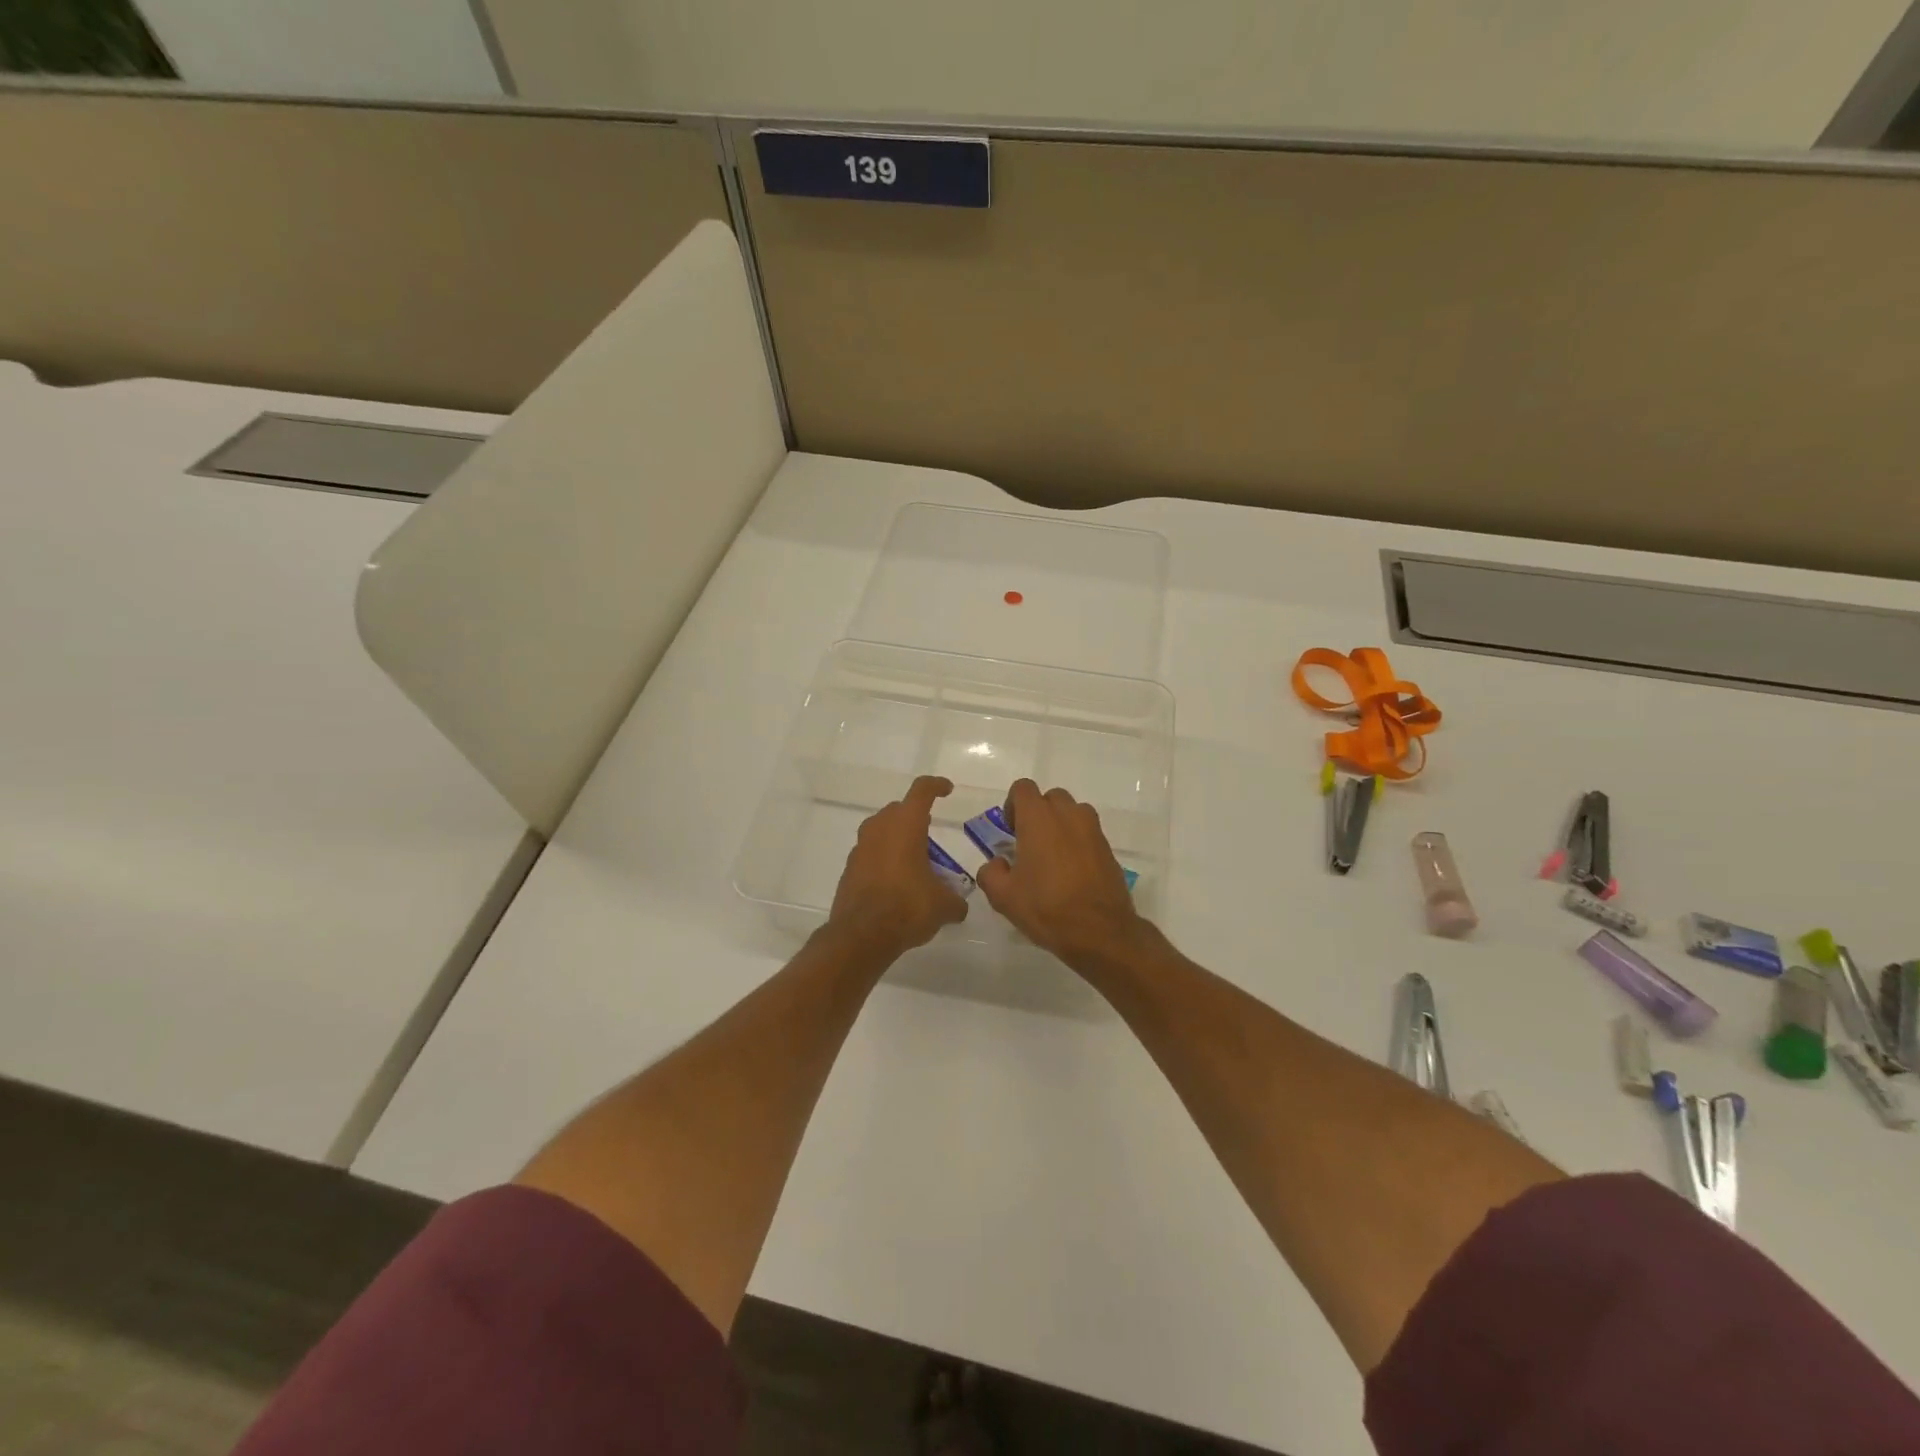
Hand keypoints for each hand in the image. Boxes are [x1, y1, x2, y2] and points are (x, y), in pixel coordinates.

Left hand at [828, 776, 968, 960]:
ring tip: (915, 860)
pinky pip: (870, 854)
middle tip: (930, 834)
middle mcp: (880, 829)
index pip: (922, 791)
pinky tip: (896, 882)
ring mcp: (860, 848)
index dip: (936, 786)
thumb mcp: (943, 906)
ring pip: (881, 831)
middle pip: (898, 810)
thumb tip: (959, 906)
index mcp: (906, 825)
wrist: (861, 935)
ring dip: (897, 839)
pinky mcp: (849, 869)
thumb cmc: (907, 907)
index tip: (947, 790)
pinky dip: (883, 860)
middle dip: (915, 817)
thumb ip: (955, 900)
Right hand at [976, 779, 1147, 974]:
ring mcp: (1092, 830)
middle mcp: (1068, 815)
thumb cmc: (1046, 907)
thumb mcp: (1003, 896)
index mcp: (1038, 818)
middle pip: (1050, 797)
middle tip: (1029, 844)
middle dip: (1038, 814)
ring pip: (1073, 813)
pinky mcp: (1108, 849)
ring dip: (1061, 825)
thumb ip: (991, 873)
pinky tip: (1071, 873)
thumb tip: (996, 864)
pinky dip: (1078, 842)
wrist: (1099, 931)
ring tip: (1053, 856)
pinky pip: (1088, 833)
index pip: (1023, 788)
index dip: (1013, 805)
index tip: (1011, 831)